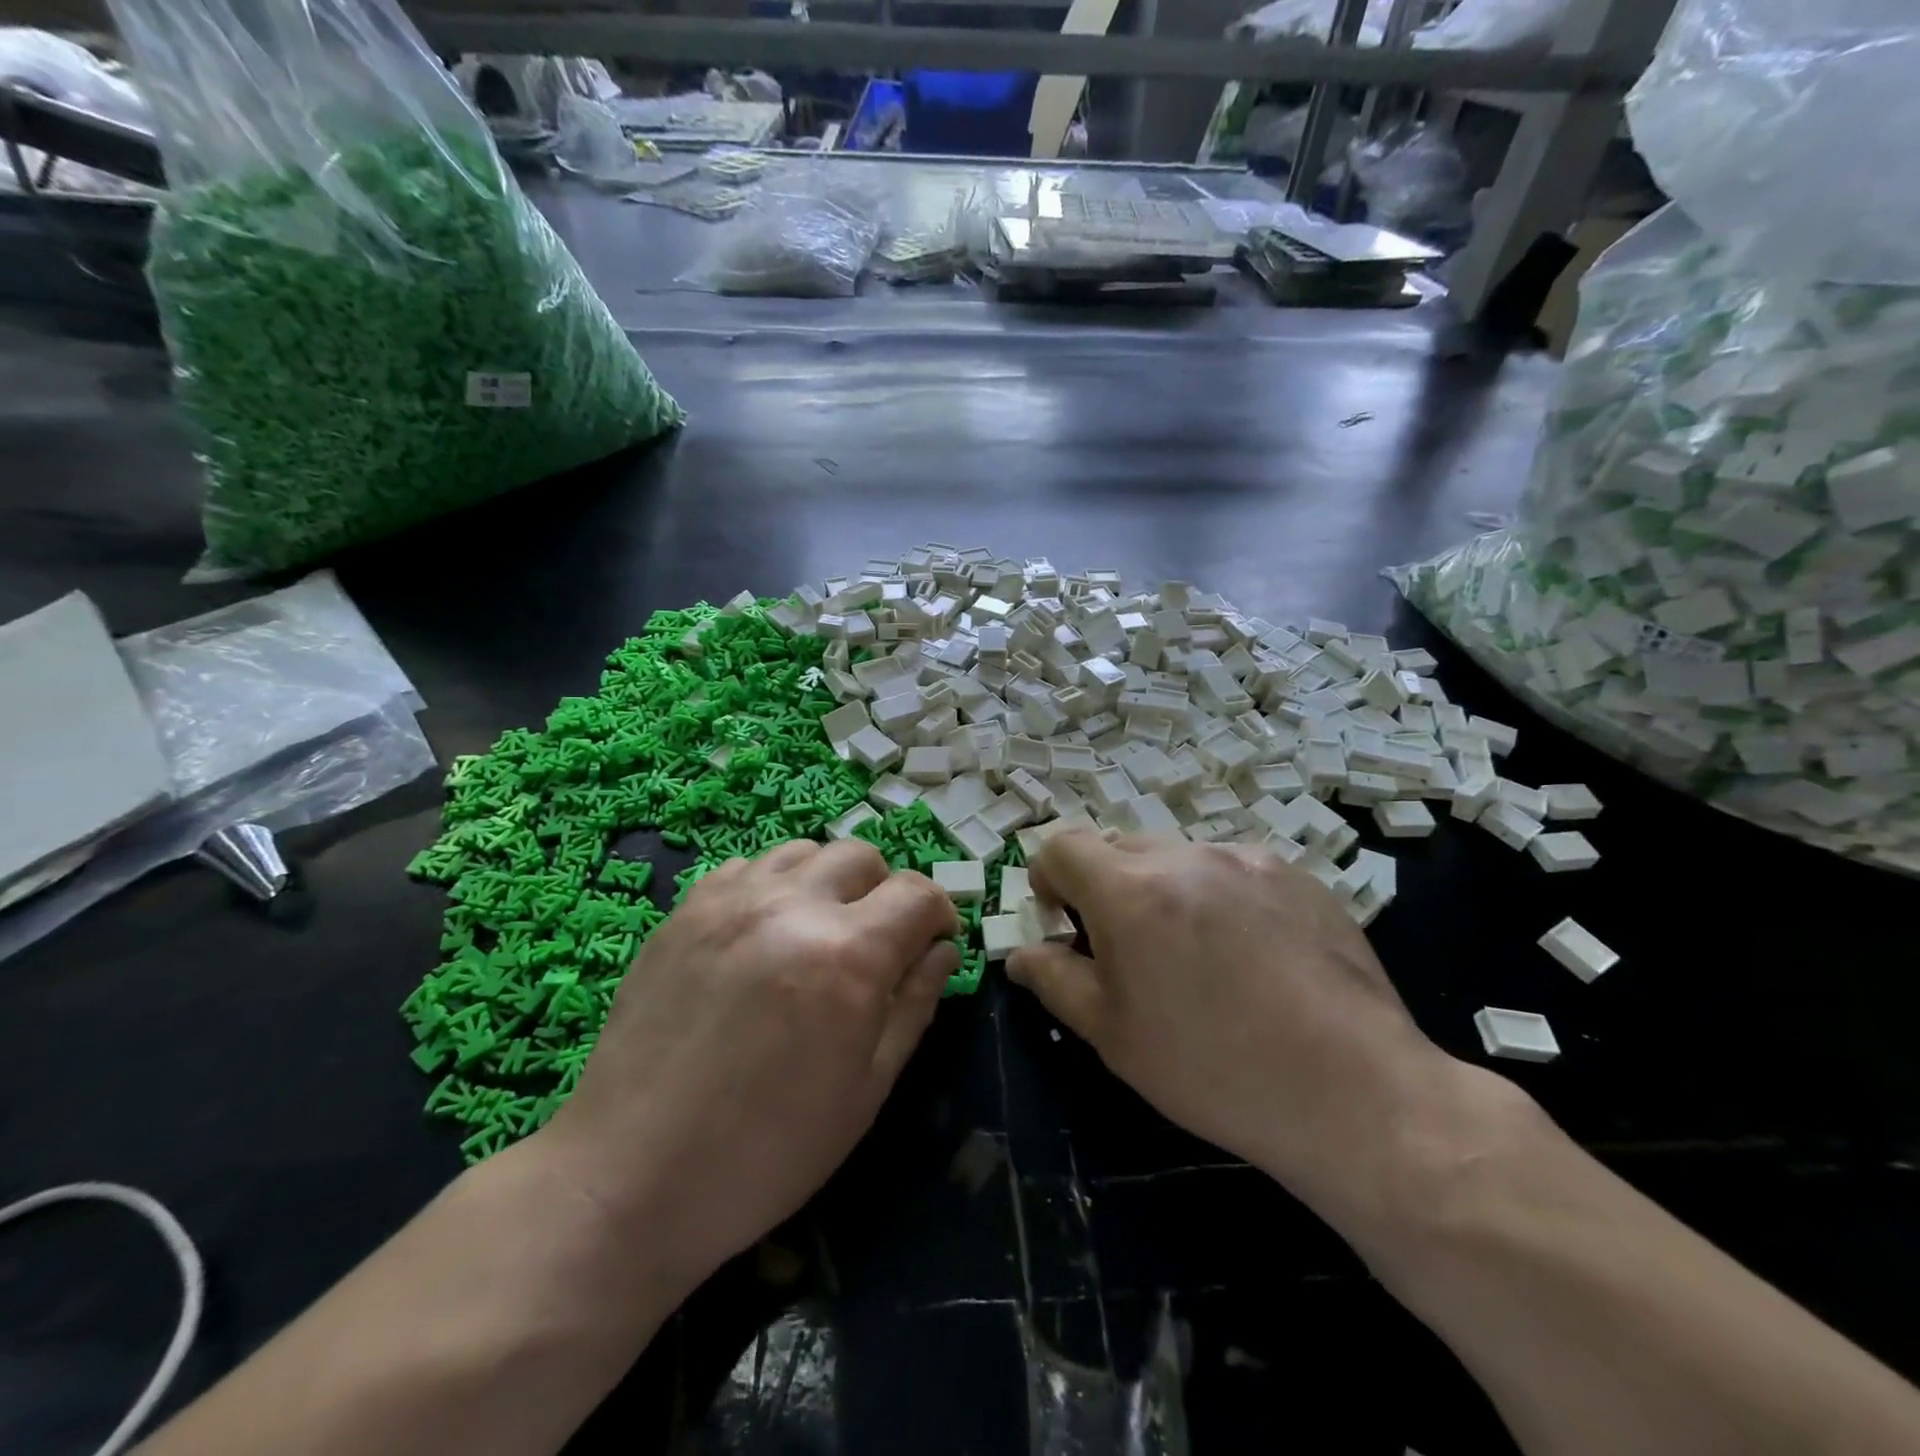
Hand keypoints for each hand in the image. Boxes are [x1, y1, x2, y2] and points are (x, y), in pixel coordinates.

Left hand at [537, 840, 959, 1287]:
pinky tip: (762, 937)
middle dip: (885, 893)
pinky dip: (774, 887)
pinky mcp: (685, 909)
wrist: (630, 1178)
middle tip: (875, 945)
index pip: (917, 892)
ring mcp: (731, 901)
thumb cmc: (767, 1151)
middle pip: (863, 856)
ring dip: (828, 882)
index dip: (939, 912)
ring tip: (817, 933)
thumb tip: (941, 950)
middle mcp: (792, 906)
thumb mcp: (866, 1089)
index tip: (933, 942)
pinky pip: (748, 867)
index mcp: (848, 954)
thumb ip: (914, 1004)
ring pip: (805, 852)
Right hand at [1007, 832, 1466, 1226]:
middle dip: (1106, 886)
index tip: (1063, 922)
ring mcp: (1248, 859)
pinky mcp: (1298, 875)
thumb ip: (1054, 980)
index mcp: (1131, 890)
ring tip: (1196, 956)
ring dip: (1165, 890)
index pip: (1062, 845)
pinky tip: (1251, 957)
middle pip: (1120, 847)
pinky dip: (1219, 896)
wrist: (1354, 1092)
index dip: (1048, 878)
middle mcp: (1187, 856)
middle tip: (1128, 949)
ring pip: (1179, 857)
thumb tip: (1021, 955)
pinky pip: (1234, 869)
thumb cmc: (1212, 1068)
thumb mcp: (1112, 1034)